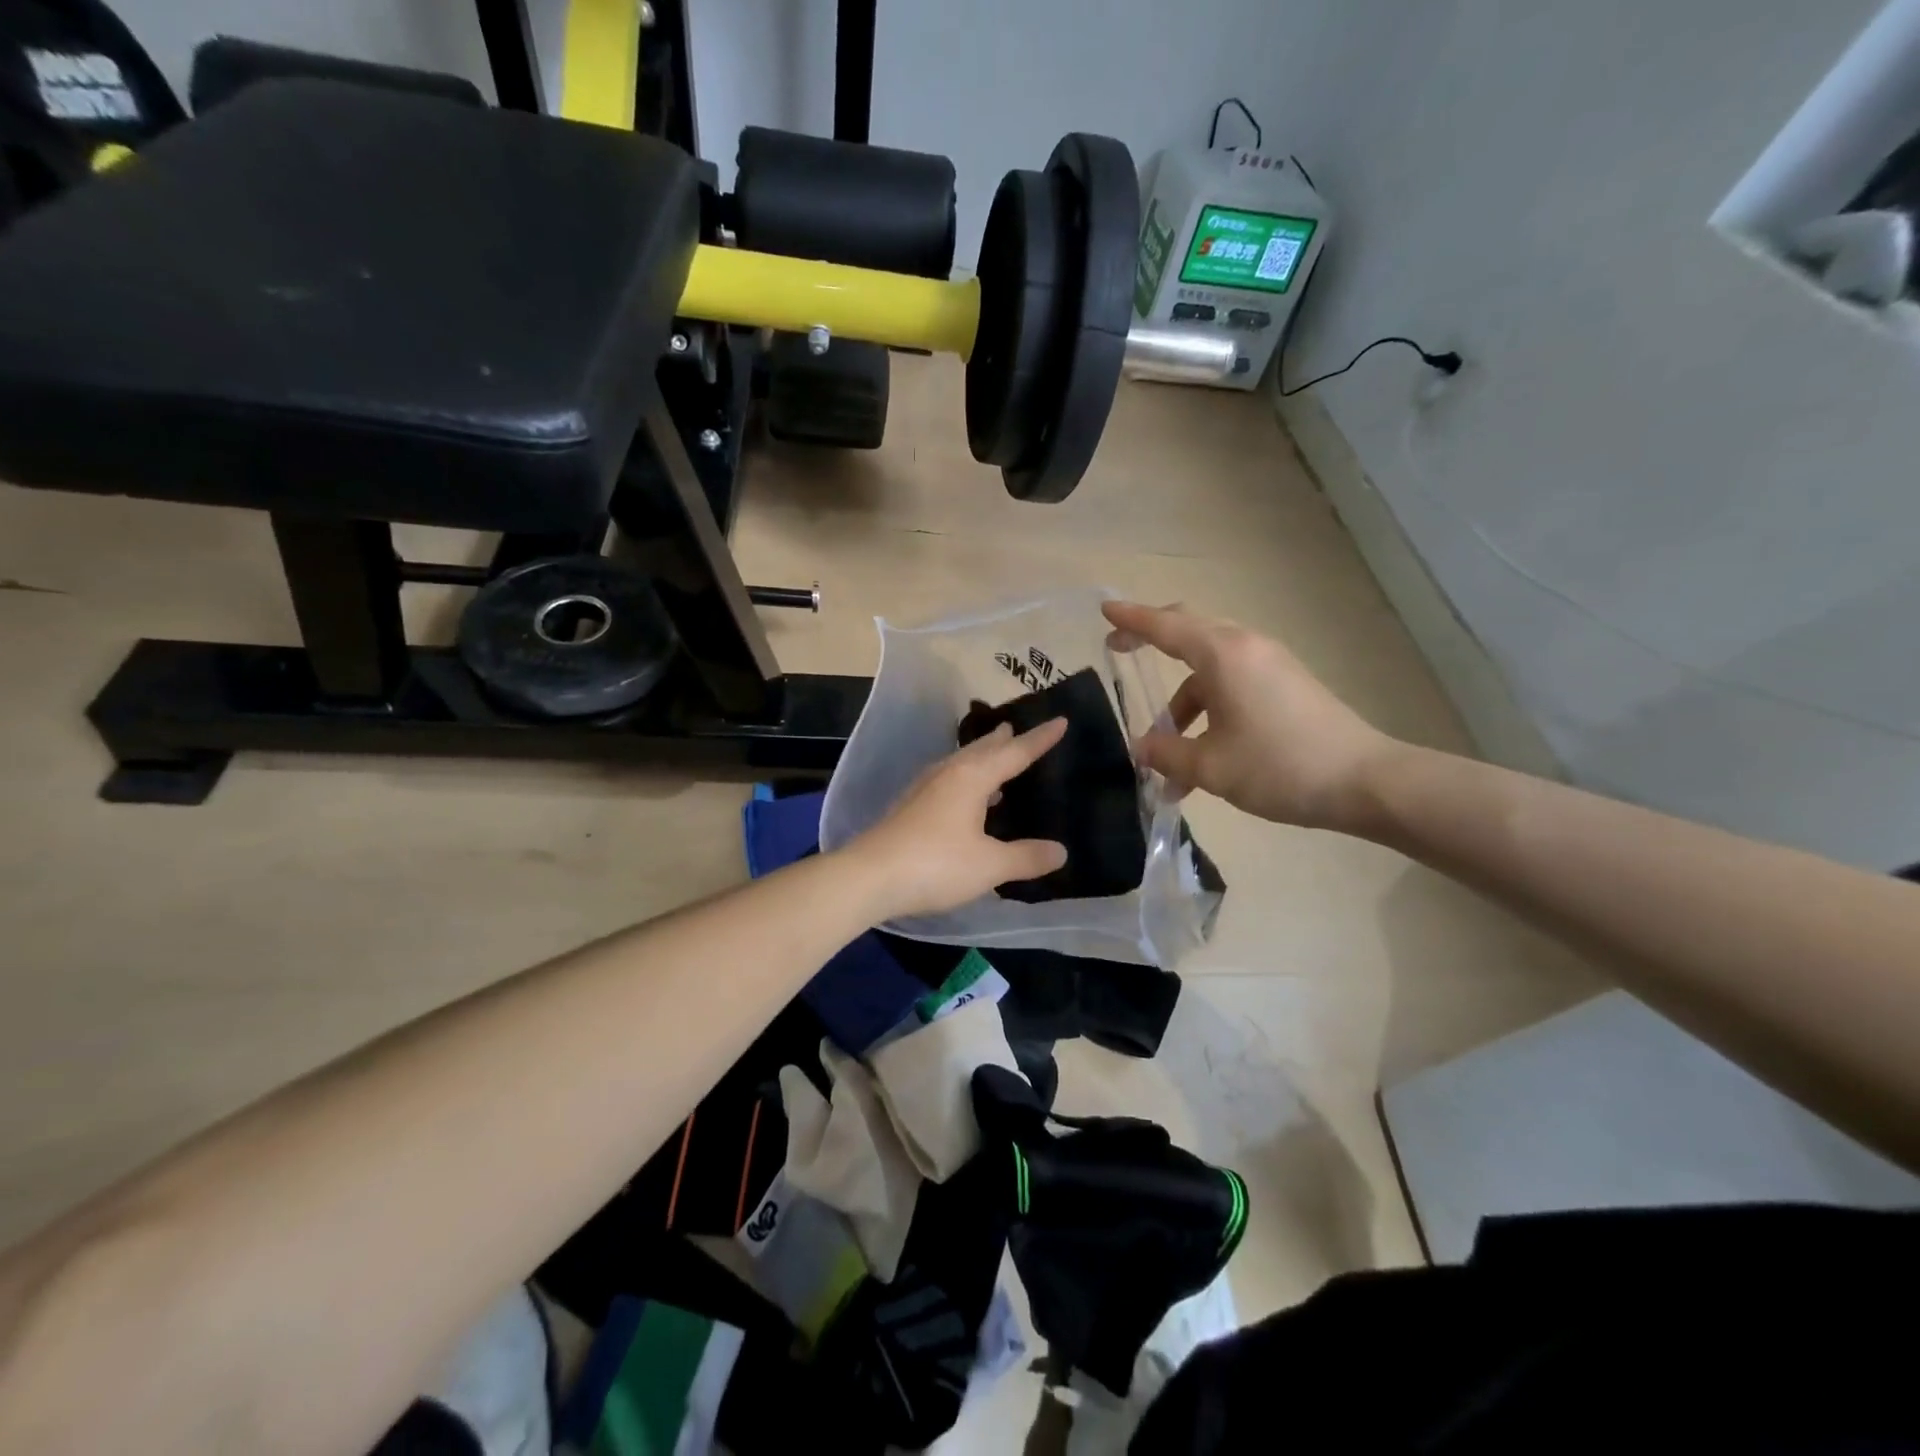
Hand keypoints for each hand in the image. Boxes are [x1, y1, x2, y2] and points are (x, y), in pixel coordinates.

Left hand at [845, 719, 1069, 919]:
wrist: (869, 876)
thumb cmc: (935, 864)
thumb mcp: (989, 865)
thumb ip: (1026, 857)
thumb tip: (1060, 851)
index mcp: (972, 777)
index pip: (1014, 752)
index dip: (1040, 739)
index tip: (1060, 721)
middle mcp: (948, 774)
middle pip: (981, 750)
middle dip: (1002, 740)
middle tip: (1016, 728)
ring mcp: (925, 789)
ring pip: (961, 763)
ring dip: (981, 758)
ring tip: (996, 758)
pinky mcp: (910, 807)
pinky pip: (948, 781)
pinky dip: (966, 780)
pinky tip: (967, 799)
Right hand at [1103, 600, 1401, 831]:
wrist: (1365, 782)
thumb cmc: (1278, 765)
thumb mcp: (1210, 767)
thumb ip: (1167, 755)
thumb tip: (1143, 748)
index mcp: (1223, 655)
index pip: (1166, 626)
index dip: (1132, 620)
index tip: (1105, 612)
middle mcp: (1247, 648)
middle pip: (1190, 632)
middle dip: (1153, 642)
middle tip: (1121, 651)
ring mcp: (1270, 666)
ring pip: (1210, 670)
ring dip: (1182, 705)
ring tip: (1166, 755)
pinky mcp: (1286, 686)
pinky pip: (1233, 686)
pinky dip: (1209, 712)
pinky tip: (1203, 759)